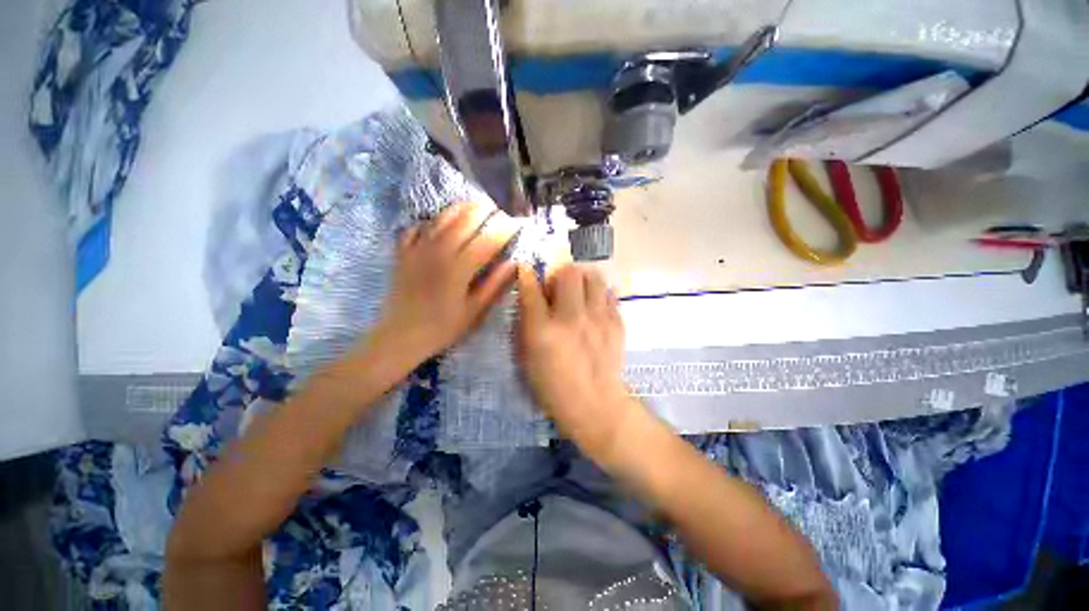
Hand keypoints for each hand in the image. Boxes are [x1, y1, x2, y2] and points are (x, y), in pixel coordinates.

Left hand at [369, 202, 517, 367]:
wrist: (400, 337)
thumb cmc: (443, 328)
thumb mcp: (474, 311)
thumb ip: (494, 285)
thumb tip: (514, 263)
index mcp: (459, 268)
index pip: (487, 240)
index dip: (504, 229)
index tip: (517, 223)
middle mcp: (438, 252)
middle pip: (464, 222)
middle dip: (484, 212)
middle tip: (498, 209)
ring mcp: (417, 250)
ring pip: (440, 219)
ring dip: (460, 208)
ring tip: (474, 203)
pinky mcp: (403, 254)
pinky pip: (416, 229)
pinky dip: (429, 221)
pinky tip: (437, 222)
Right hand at [516, 264, 638, 457]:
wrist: (595, 405)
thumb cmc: (553, 386)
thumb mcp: (528, 359)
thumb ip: (527, 323)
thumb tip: (531, 294)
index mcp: (543, 332)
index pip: (531, 290)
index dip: (527, 274)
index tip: (527, 268)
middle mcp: (572, 319)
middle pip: (568, 273)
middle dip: (560, 273)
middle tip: (558, 287)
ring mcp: (598, 319)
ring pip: (594, 277)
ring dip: (583, 279)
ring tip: (579, 293)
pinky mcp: (617, 323)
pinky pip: (610, 294)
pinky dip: (600, 295)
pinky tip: (595, 307)